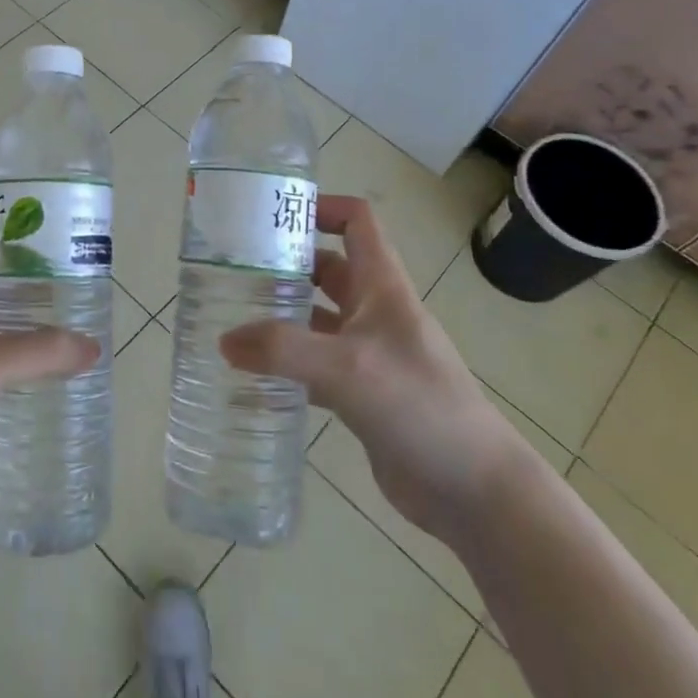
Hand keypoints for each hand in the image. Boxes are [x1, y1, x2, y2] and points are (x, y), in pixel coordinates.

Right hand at [221, 194, 528, 539]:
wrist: (473, 489)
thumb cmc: (419, 406)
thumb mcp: (347, 368)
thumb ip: (282, 349)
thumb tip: (225, 341)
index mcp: (382, 286)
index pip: (357, 222)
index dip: (321, 208)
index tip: (272, 217)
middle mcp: (375, 312)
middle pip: (327, 269)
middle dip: (285, 265)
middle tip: (232, 273)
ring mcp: (369, 354)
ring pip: (317, 319)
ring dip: (281, 317)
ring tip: (230, 321)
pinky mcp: (361, 394)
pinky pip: (315, 367)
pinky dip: (286, 366)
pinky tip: (252, 378)